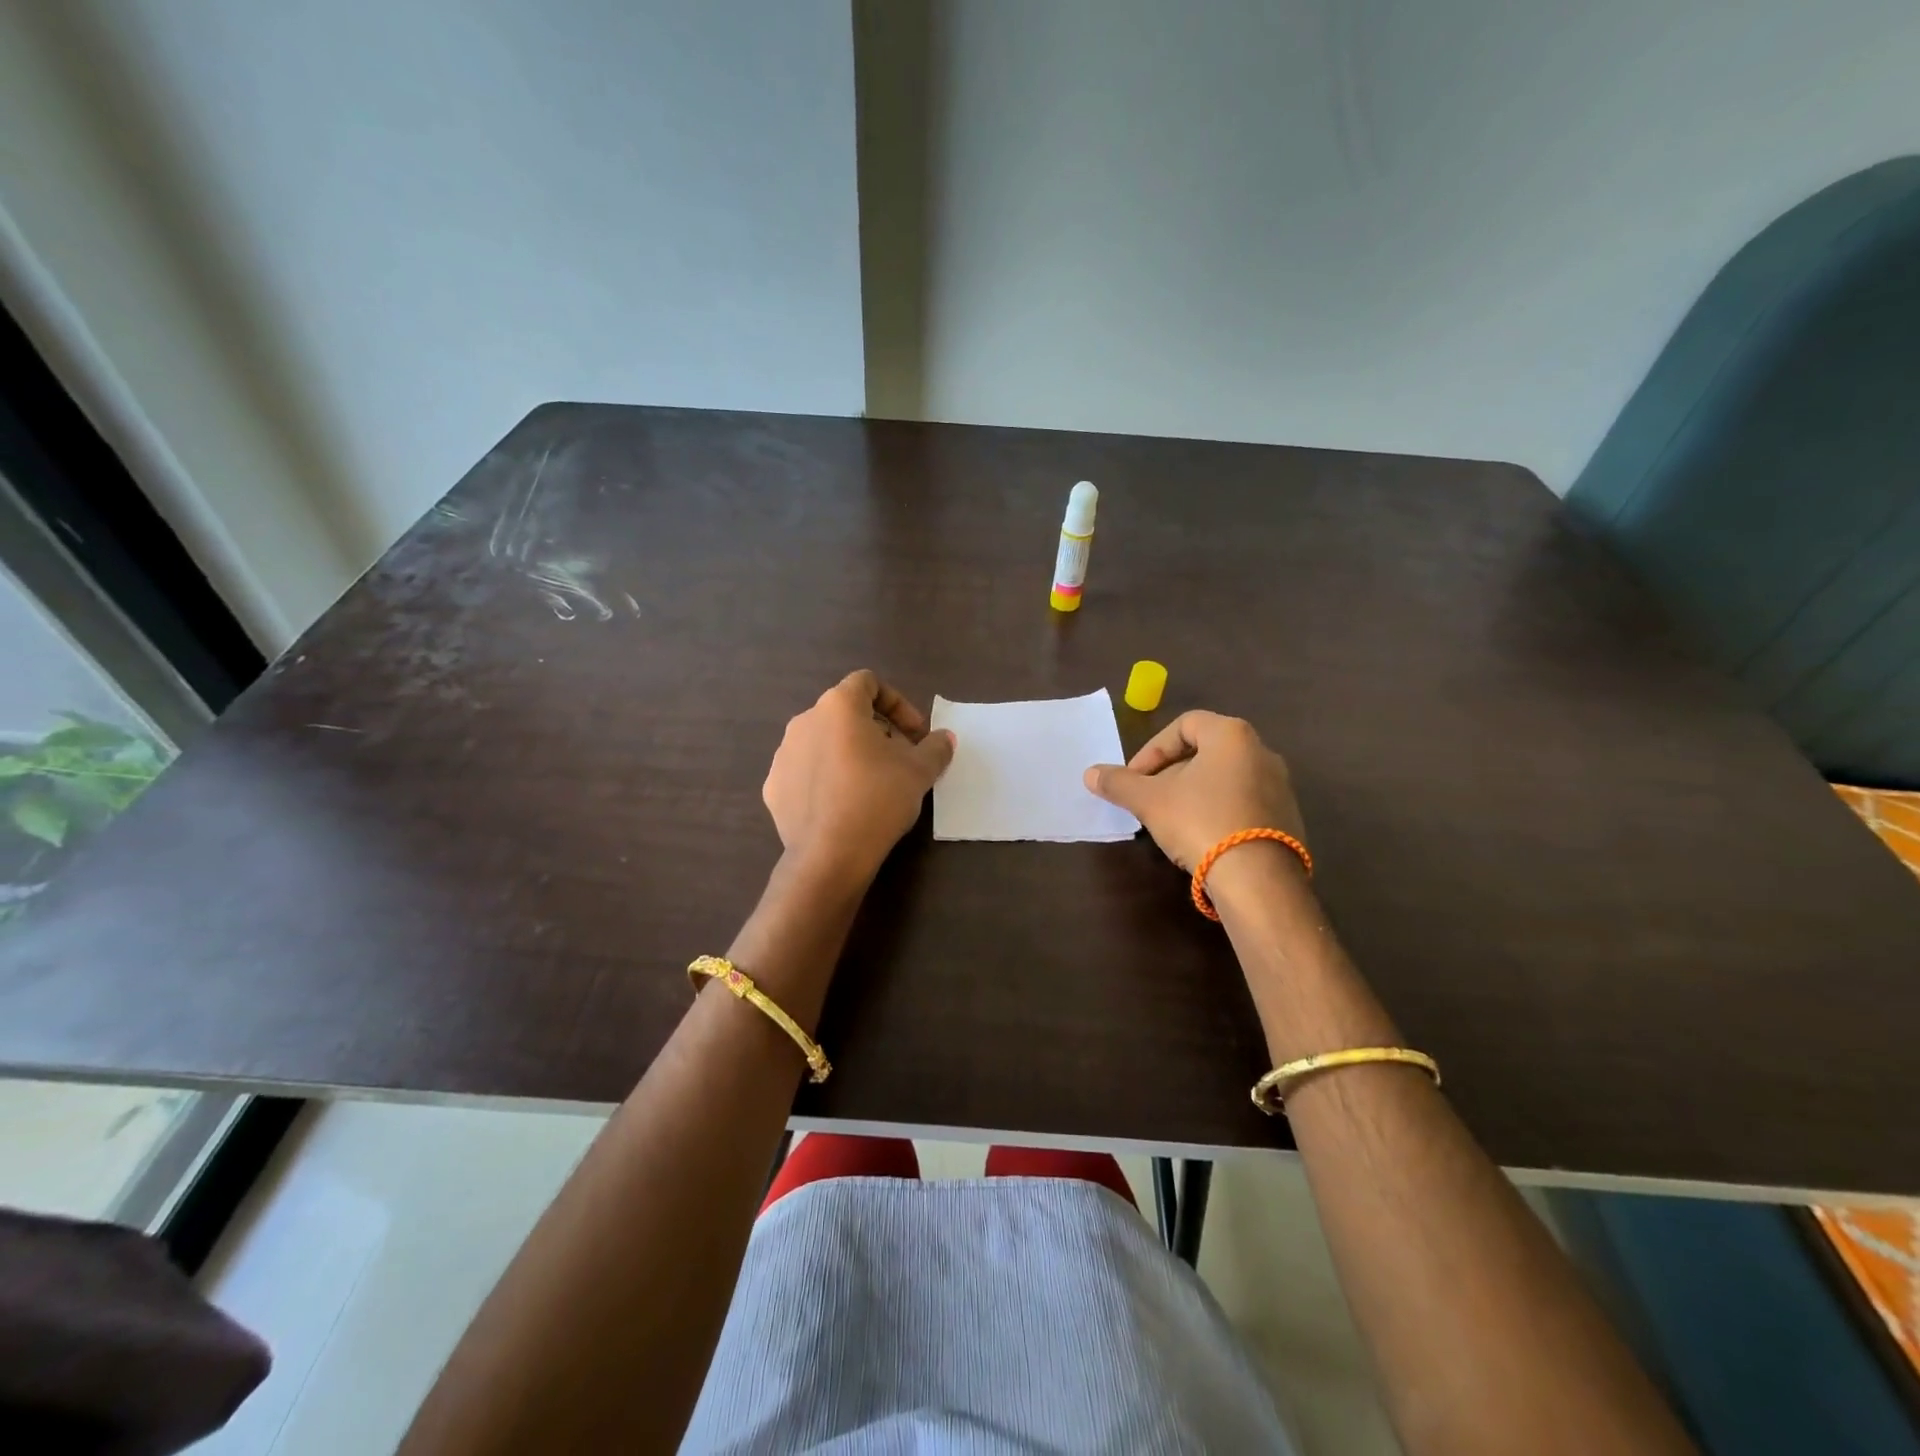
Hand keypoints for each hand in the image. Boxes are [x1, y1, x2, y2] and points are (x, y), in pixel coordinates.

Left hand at [763, 670, 954, 885]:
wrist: (830, 854)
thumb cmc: (879, 798)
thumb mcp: (920, 771)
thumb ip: (936, 747)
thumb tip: (944, 738)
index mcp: (839, 706)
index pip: (868, 682)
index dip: (897, 703)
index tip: (915, 734)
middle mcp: (804, 721)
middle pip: (845, 713)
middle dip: (876, 731)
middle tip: (899, 760)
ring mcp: (783, 754)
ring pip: (823, 742)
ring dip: (849, 754)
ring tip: (871, 784)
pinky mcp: (773, 787)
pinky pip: (806, 772)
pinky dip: (826, 779)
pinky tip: (844, 805)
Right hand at [1083, 710, 1304, 871]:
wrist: (1258, 879)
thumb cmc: (1200, 822)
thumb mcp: (1149, 801)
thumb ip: (1119, 783)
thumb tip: (1090, 773)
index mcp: (1231, 735)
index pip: (1184, 725)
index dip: (1152, 749)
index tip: (1135, 779)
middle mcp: (1261, 752)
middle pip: (1205, 751)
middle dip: (1170, 773)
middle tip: (1149, 799)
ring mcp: (1280, 786)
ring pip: (1224, 778)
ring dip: (1193, 793)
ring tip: (1171, 821)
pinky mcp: (1288, 818)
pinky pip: (1244, 803)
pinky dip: (1218, 811)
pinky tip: (1202, 839)